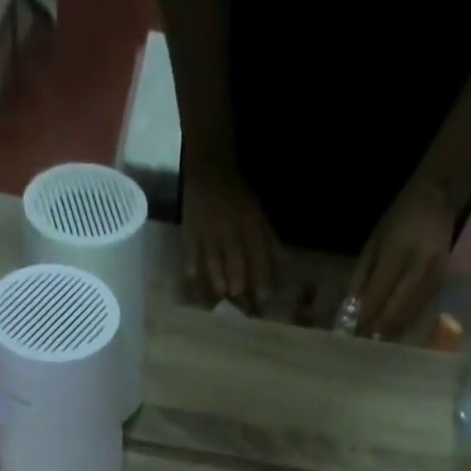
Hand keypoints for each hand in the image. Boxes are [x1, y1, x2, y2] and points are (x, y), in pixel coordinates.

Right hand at [181, 160, 279, 308]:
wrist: (209, 167)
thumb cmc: (237, 196)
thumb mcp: (257, 213)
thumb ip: (268, 240)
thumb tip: (281, 265)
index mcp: (250, 224)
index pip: (258, 255)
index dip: (262, 278)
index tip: (263, 298)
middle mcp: (230, 230)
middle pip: (236, 264)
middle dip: (239, 286)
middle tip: (241, 303)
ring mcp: (208, 232)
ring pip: (214, 264)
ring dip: (218, 282)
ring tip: (222, 296)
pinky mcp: (189, 232)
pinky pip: (191, 255)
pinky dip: (193, 270)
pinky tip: (196, 283)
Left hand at [346, 183, 455, 338]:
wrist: (438, 197)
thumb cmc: (399, 218)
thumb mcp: (373, 242)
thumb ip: (361, 276)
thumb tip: (352, 310)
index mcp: (400, 248)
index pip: (379, 292)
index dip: (365, 316)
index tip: (352, 333)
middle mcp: (421, 263)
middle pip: (396, 308)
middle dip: (378, 328)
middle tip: (363, 343)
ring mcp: (436, 273)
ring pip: (410, 313)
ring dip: (392, 330)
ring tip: (376, 341)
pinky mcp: (444, 280)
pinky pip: (422, 309)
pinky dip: (406, 322)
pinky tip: (394, 330)